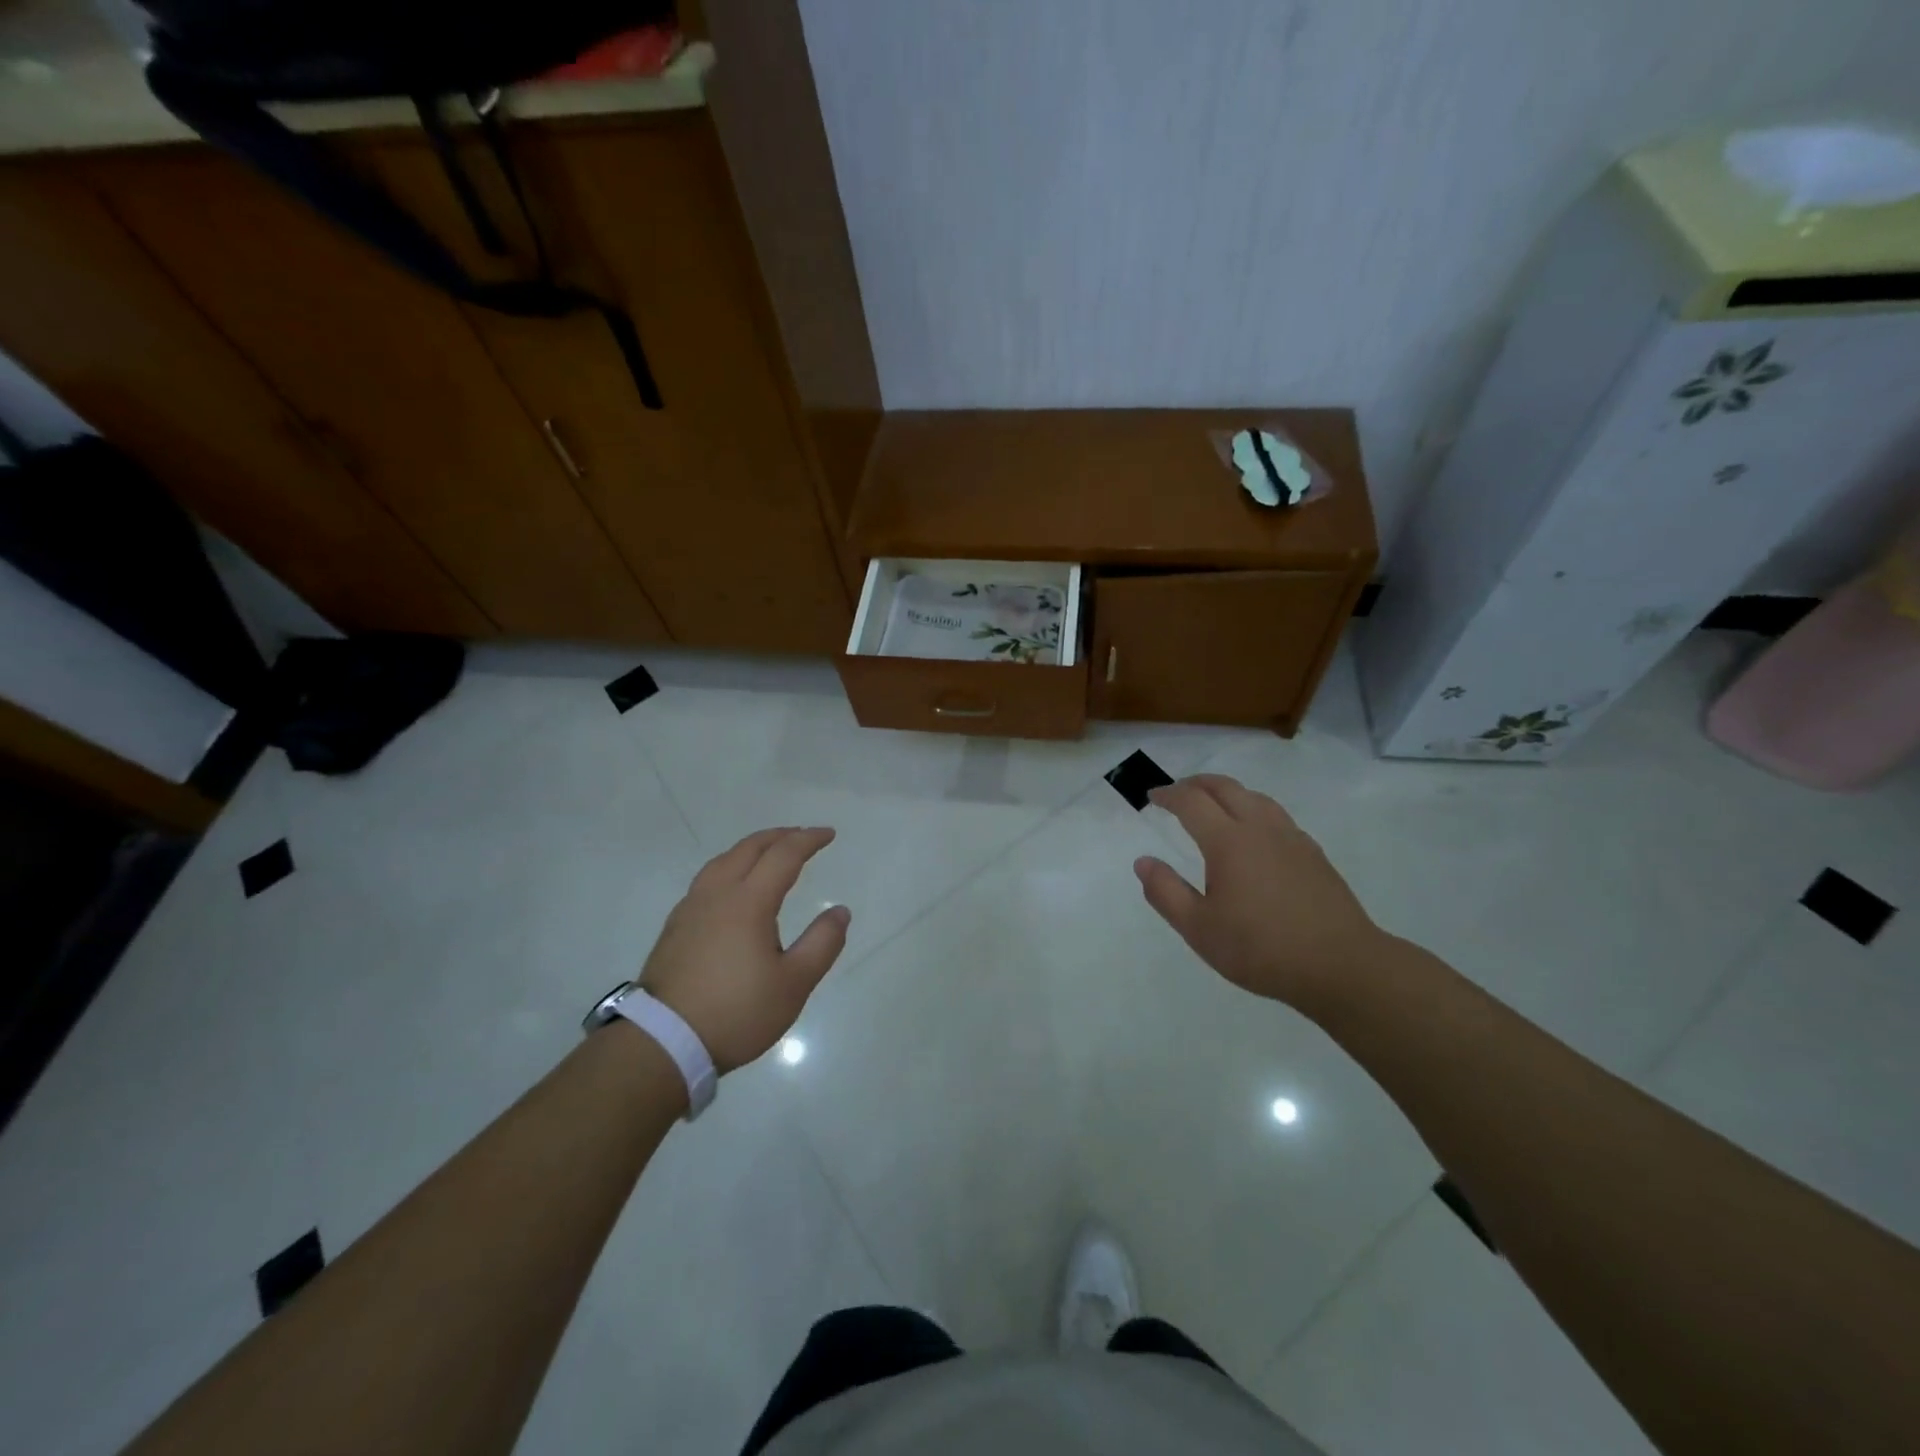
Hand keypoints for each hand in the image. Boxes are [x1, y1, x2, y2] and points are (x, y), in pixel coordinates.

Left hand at [639, 827, 849, 1072]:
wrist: (663, 1042)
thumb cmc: (736, 1012)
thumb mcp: (794, 984)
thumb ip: (822, 943)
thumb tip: (840, 911)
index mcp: (748, 902)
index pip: (783, 855)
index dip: (808, 840)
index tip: (829, 834)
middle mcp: (717, 894)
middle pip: (749, 848)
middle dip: (779, 836)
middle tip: (802, 835)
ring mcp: (691, 909)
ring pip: (722, 861)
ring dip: (751, 848)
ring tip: (768, 853)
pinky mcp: (674, 927)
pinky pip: (707, 880)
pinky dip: (729, 867)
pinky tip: (733, 888)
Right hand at [1134, 775, 1388, 1012]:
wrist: (1341, 965)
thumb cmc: (1261, 948)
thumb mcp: (1199, 929)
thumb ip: (1166, 892)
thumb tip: (1143, 861)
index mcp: (1228, 842)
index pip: (1192, 802)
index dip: (1169, 794)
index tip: (1152, 796)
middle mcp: (1260, 828)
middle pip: (1225, 787)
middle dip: (1196, 783)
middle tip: (1177, 791)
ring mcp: (1292, 838)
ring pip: (1255, 797)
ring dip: (1227, 792)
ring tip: (1213, 805)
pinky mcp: (1313, 853)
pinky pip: (1277, 815)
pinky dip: (1253, 809)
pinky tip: (1254, 833)